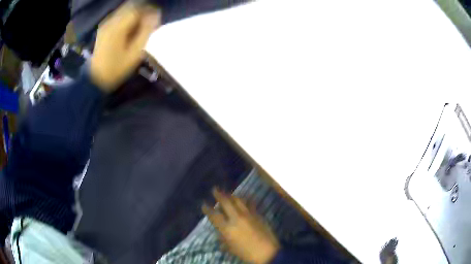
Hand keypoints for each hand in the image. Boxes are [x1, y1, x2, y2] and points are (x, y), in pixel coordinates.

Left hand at [90, 4, 160, 91]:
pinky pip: (118, 16)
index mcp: (119, 26)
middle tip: (148, 23)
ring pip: (125, 10)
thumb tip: (156, 16)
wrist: (95, 79)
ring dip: (134, 15)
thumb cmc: (116, 68)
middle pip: (131, 6)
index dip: (149, 11)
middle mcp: (111, 21)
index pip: (138, 9)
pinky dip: (127, 18)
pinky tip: (128, 30)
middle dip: (142, 11)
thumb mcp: (135, 53)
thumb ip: (146, 32)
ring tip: (139, 27)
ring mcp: (106, 24)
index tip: (155, 20)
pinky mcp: (103, 28)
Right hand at [203, 189, 280, 263]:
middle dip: (219, 195)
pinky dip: (245, 200)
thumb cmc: (246, 253)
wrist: (267, 252)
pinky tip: (244, 199)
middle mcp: (236, 218)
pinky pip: (250, 204)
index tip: (204, 204)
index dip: (208, 209)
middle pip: (226, 203)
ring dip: (231, 195)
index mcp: (227, 228)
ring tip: (228, 193)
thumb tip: (220, 235)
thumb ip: (224, 240)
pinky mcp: (258, 214)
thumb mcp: (231, 249)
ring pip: (238, 200)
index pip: (214, 216)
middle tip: (215, 189)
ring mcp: (248, 215)